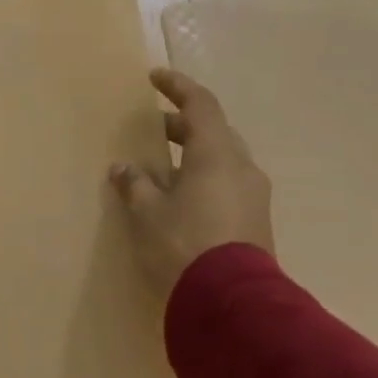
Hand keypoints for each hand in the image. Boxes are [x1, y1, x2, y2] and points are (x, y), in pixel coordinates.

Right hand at [110, 68, 273, 298]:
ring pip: (220, 159)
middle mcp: (241, 167)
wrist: (231, 300)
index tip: (154, 77)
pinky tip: (176, 197)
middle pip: (213, 132)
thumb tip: (123, 168)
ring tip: (159, 167)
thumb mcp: (147, 212)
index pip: (200, 105)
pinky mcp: (253, 219)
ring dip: (191, 155)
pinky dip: (200, 178)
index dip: (177, 87)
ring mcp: (252, 194)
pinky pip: (225, 184)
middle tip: (151, 129)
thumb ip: (135, 184)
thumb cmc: (183, 243)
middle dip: (181, 126)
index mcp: (217, 154)